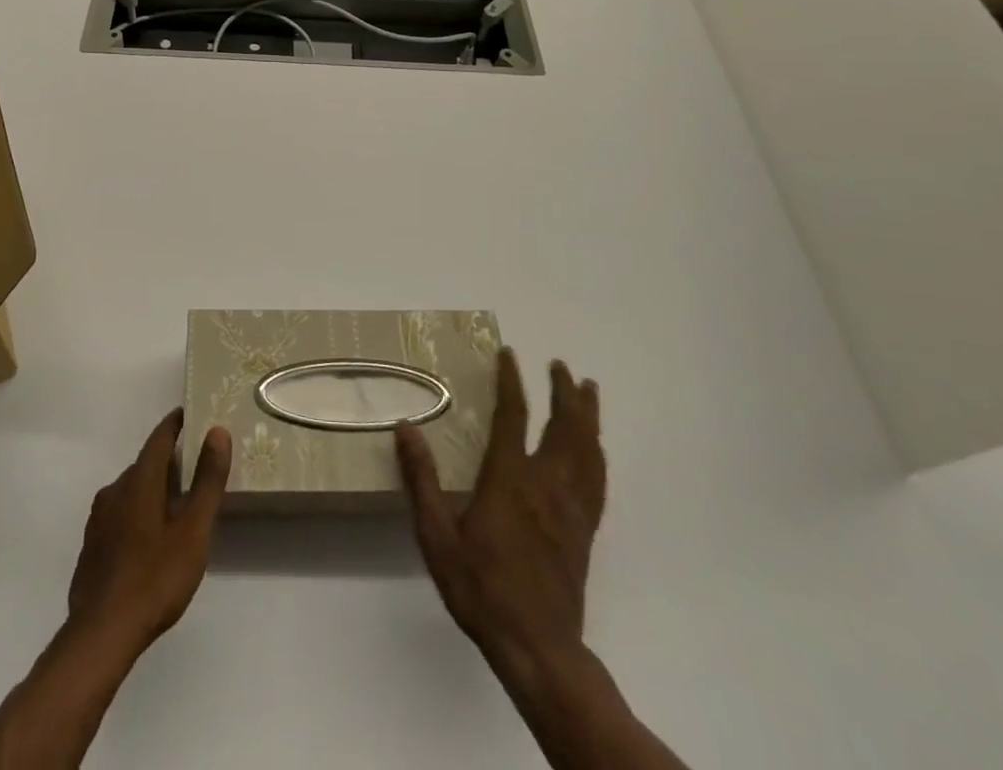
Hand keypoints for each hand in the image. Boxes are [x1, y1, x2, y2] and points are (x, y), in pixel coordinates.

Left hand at [67, 409, 232, 653]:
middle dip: (169, 461)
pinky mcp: (93, 544)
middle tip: (195, 467)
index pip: (159, 437)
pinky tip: (151, 537)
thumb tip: (217, 432)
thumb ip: (206, 481)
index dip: (175, 424)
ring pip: (132, 490)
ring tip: (178, 504)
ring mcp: (99, 518)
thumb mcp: (193, 531)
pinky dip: (139, 512)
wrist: (102, 633)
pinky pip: (120, 514)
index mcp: (139, 480)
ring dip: (153, 489)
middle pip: (146, 464)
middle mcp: (115, 489)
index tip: (191, 415)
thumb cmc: (155, 578)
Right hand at [396, 350, 605, 678]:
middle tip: (560, 366)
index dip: (511, 382)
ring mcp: (570, 508)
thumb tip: (405, 428)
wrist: (537, 647)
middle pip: (563, 427)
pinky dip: (597, 454)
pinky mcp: (584, 531)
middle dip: (563, 392)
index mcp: (509, 479)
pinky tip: (596, 449)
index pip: (513, 416)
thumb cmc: (480, 587)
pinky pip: (597, 481)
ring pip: (587, 450)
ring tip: (588, 390)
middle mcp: (545, 485)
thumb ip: (421, 479)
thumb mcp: (436, 535)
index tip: (509, 355)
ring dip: (587, 416)